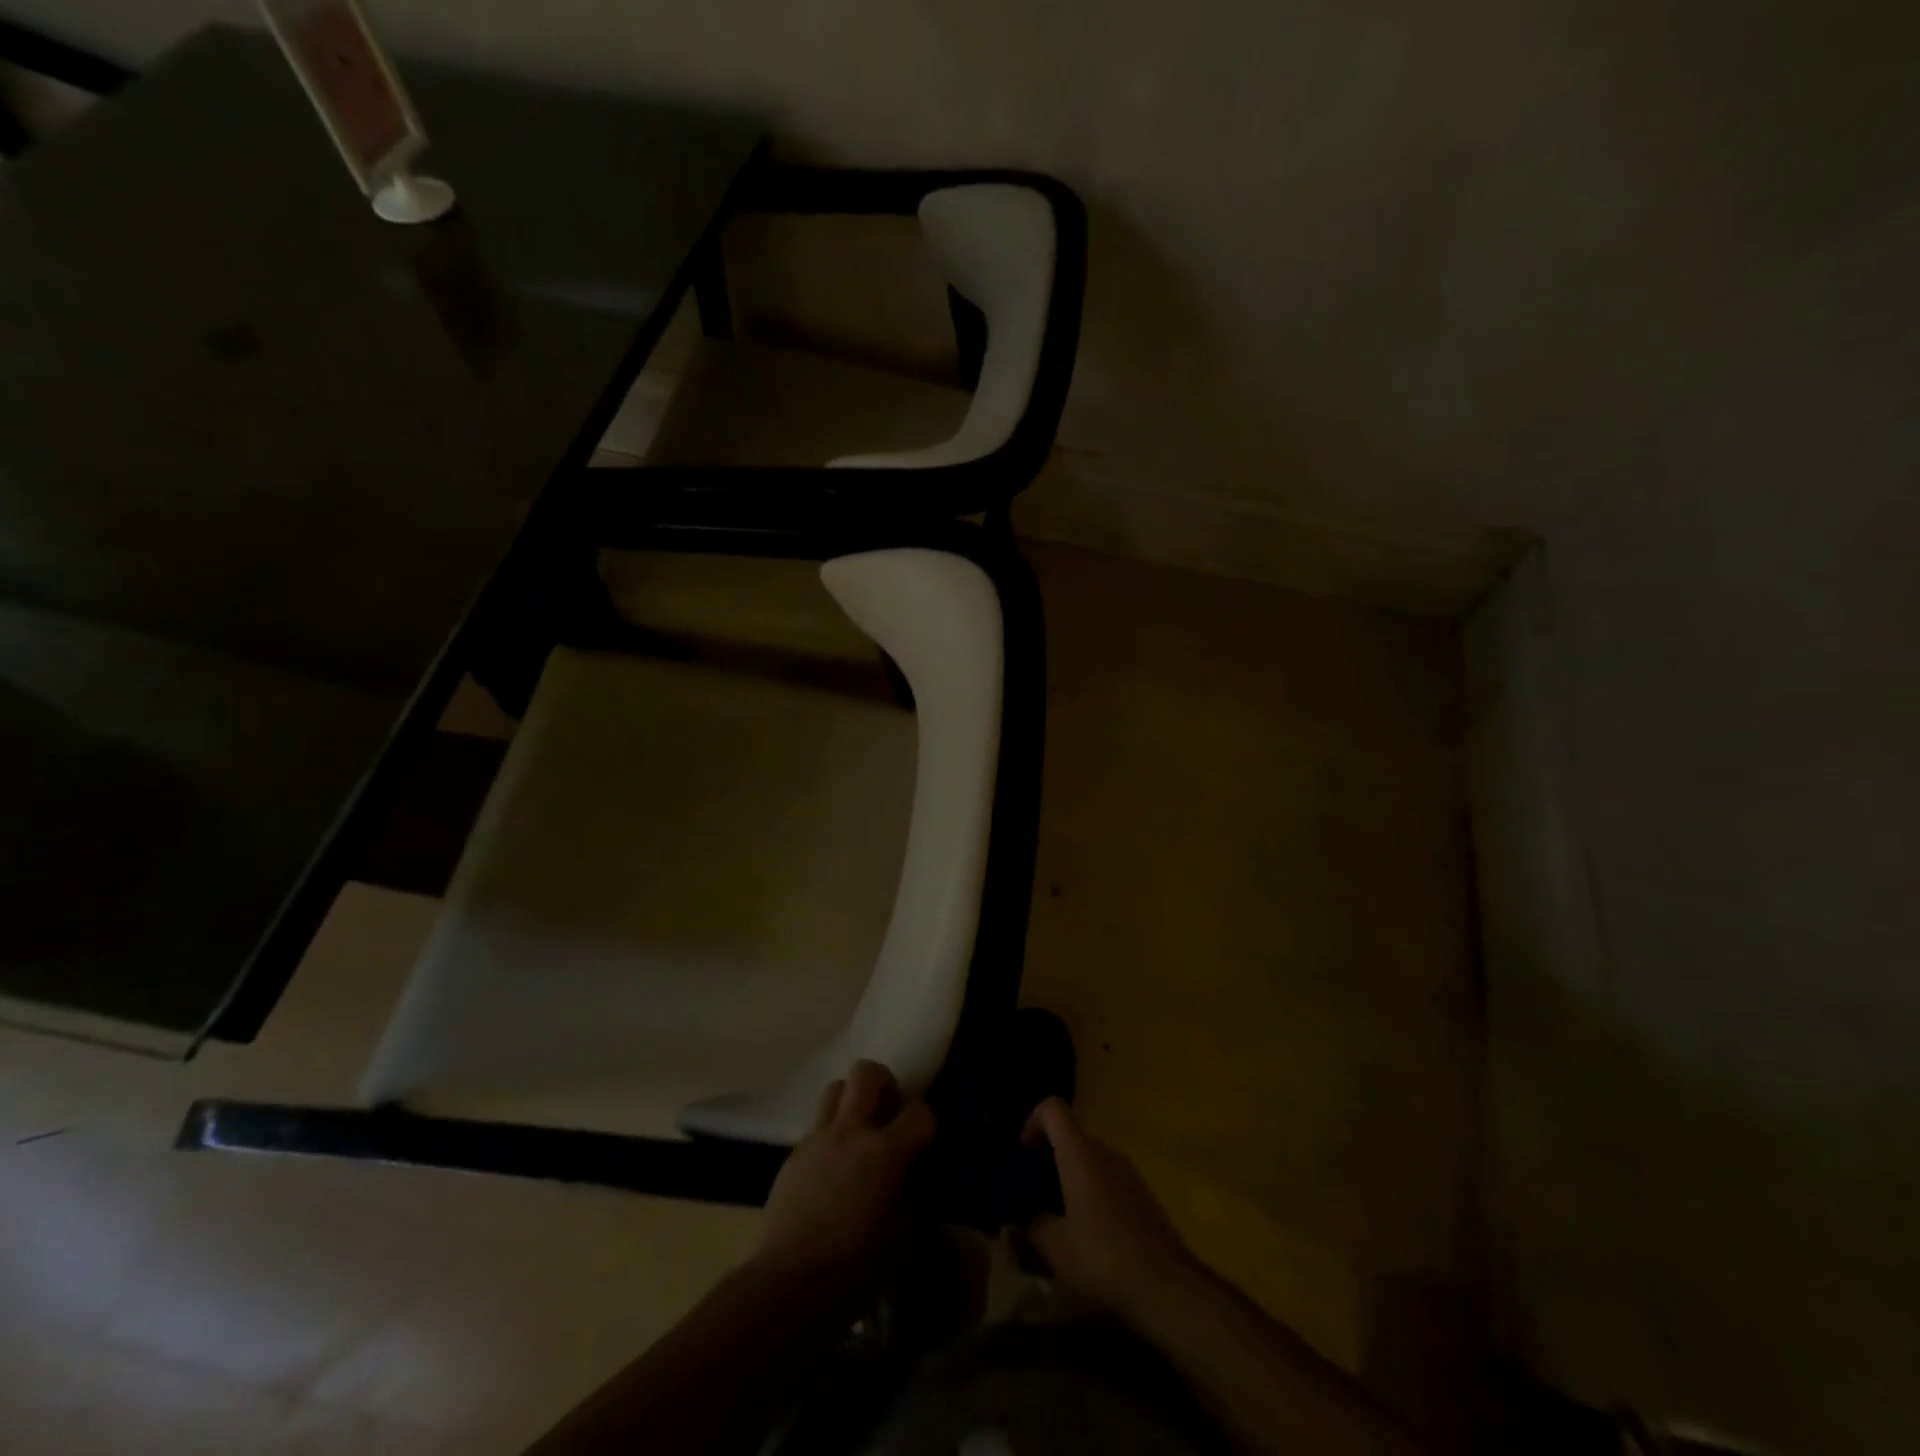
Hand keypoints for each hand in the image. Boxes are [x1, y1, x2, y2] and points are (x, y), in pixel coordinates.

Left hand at [752, 1059, 936, 1305]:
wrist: (789, 1284)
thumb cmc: (855, 1268)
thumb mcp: (902, 1237)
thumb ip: (909, 1194)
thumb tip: (908, 1179)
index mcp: (884, 1152)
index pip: (919, 1111)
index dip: (926, 1121)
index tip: (924, 1141)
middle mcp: (851, 1132)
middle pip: (867, 1073)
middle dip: (884, 1083)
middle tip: (888, 1112)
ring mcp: (818, 1140)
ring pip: (835, 1088)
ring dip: (851, 1101)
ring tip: (858, 1132)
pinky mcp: (793, 1156)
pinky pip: (816, 1127)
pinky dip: (830, 1136)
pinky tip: (831, 1169)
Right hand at [1020, 1097, 1198, 1321]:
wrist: (1167, 1285)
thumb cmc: (1103, 1257)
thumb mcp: (1055, 1247)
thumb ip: (1032, 1225)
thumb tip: (1023, 1219)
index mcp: (1080, 1152)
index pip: (1052, 1109)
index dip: (1032, 1122)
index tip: (1023, 1155)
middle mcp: (1105, 1151)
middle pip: (1071, 1136)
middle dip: (1049, 1159)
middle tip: (1034, 1195)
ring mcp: (1128, 1171)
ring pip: (1090, 1160)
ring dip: (1071, 1178)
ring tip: (1059, 1219)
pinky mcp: (1143, 1194)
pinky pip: (1108, 1179)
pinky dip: (1092, 1193)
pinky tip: (1090, 1235)